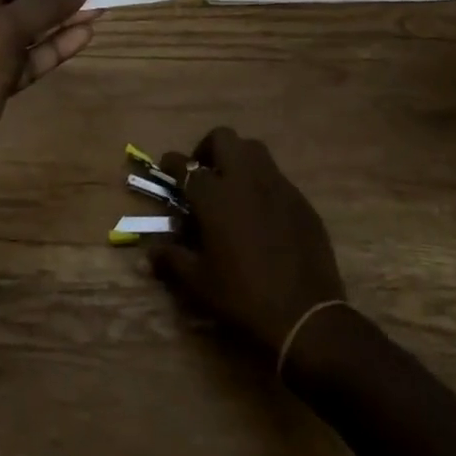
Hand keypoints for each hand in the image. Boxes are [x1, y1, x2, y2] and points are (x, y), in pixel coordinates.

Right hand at [150, 127, 346, 356]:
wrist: (305, 316)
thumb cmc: (243, 297)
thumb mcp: (199, 282)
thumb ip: (172, 259)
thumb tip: (149, 254)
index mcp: (214, 196)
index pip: (185, 165)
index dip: (171, 163)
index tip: (167, 167)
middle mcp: (244, 179)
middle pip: (223, 139)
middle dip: (208, 148)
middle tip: (204, 172)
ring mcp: (276, 186)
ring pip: (254, 150)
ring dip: (238, 158)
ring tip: (233, 185)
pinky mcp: (300, 200)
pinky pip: (276, 177)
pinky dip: (262, 184)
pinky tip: (262, 212)